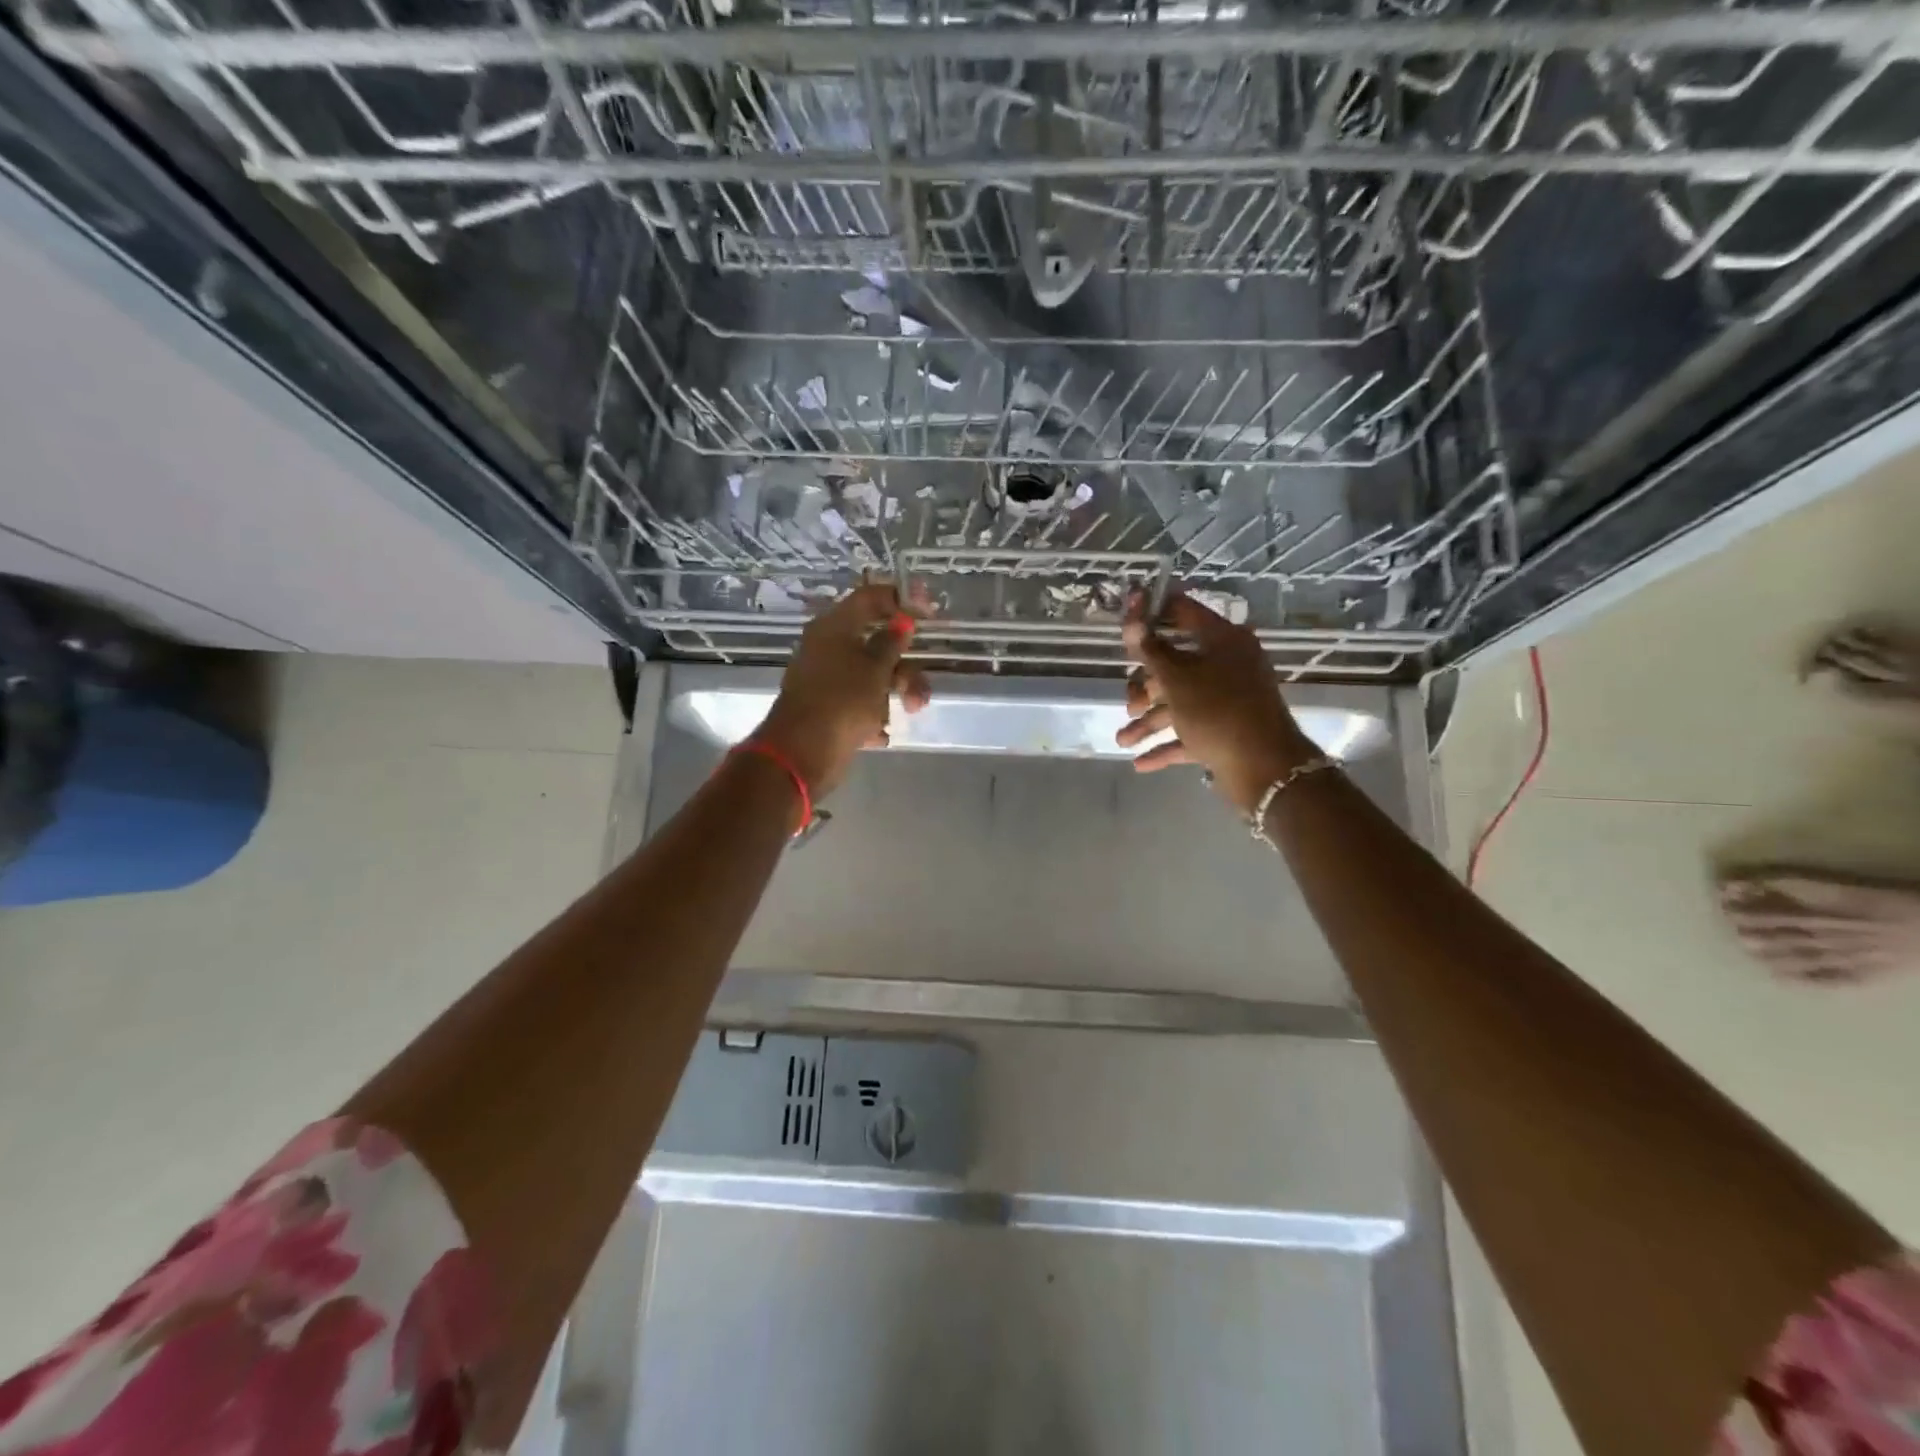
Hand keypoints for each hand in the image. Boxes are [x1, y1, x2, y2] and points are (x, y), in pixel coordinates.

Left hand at [754, 582, 930, 798]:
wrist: (802, 754)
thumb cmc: (842, 702)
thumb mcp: (876, 670)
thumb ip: (891, 643)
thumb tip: (901, 622)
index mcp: (834, 627)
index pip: (870, 598)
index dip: (901, 600)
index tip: (930, 613)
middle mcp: (828, 648)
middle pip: (876, 642)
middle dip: (905, 666)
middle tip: (921, 687)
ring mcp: (827, 678)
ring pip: (872, 674)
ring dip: (897, 692)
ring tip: (910, 712)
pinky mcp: (829, 707)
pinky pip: (861, 701)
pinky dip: (875, 713)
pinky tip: (881, 733)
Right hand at [1116, 590, 1317, 815]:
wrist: (1265, 769)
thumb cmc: (1218, 711)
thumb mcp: (1176, 679)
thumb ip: (1150, 650)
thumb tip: (1132, 618)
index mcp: (1223, 641)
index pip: (1183, 612)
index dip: (1152, 612)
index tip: (1125, 620)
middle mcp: (1227, 665)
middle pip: (1175, 665)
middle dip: (1145, 687)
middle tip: (1129, 704)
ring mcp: (1227, 700)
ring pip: (1179, 703)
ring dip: (1149, 722)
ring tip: (1123, 741)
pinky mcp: (1225, 730)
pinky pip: (1189, 732)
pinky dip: (1165, 745)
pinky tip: (1140, 763)